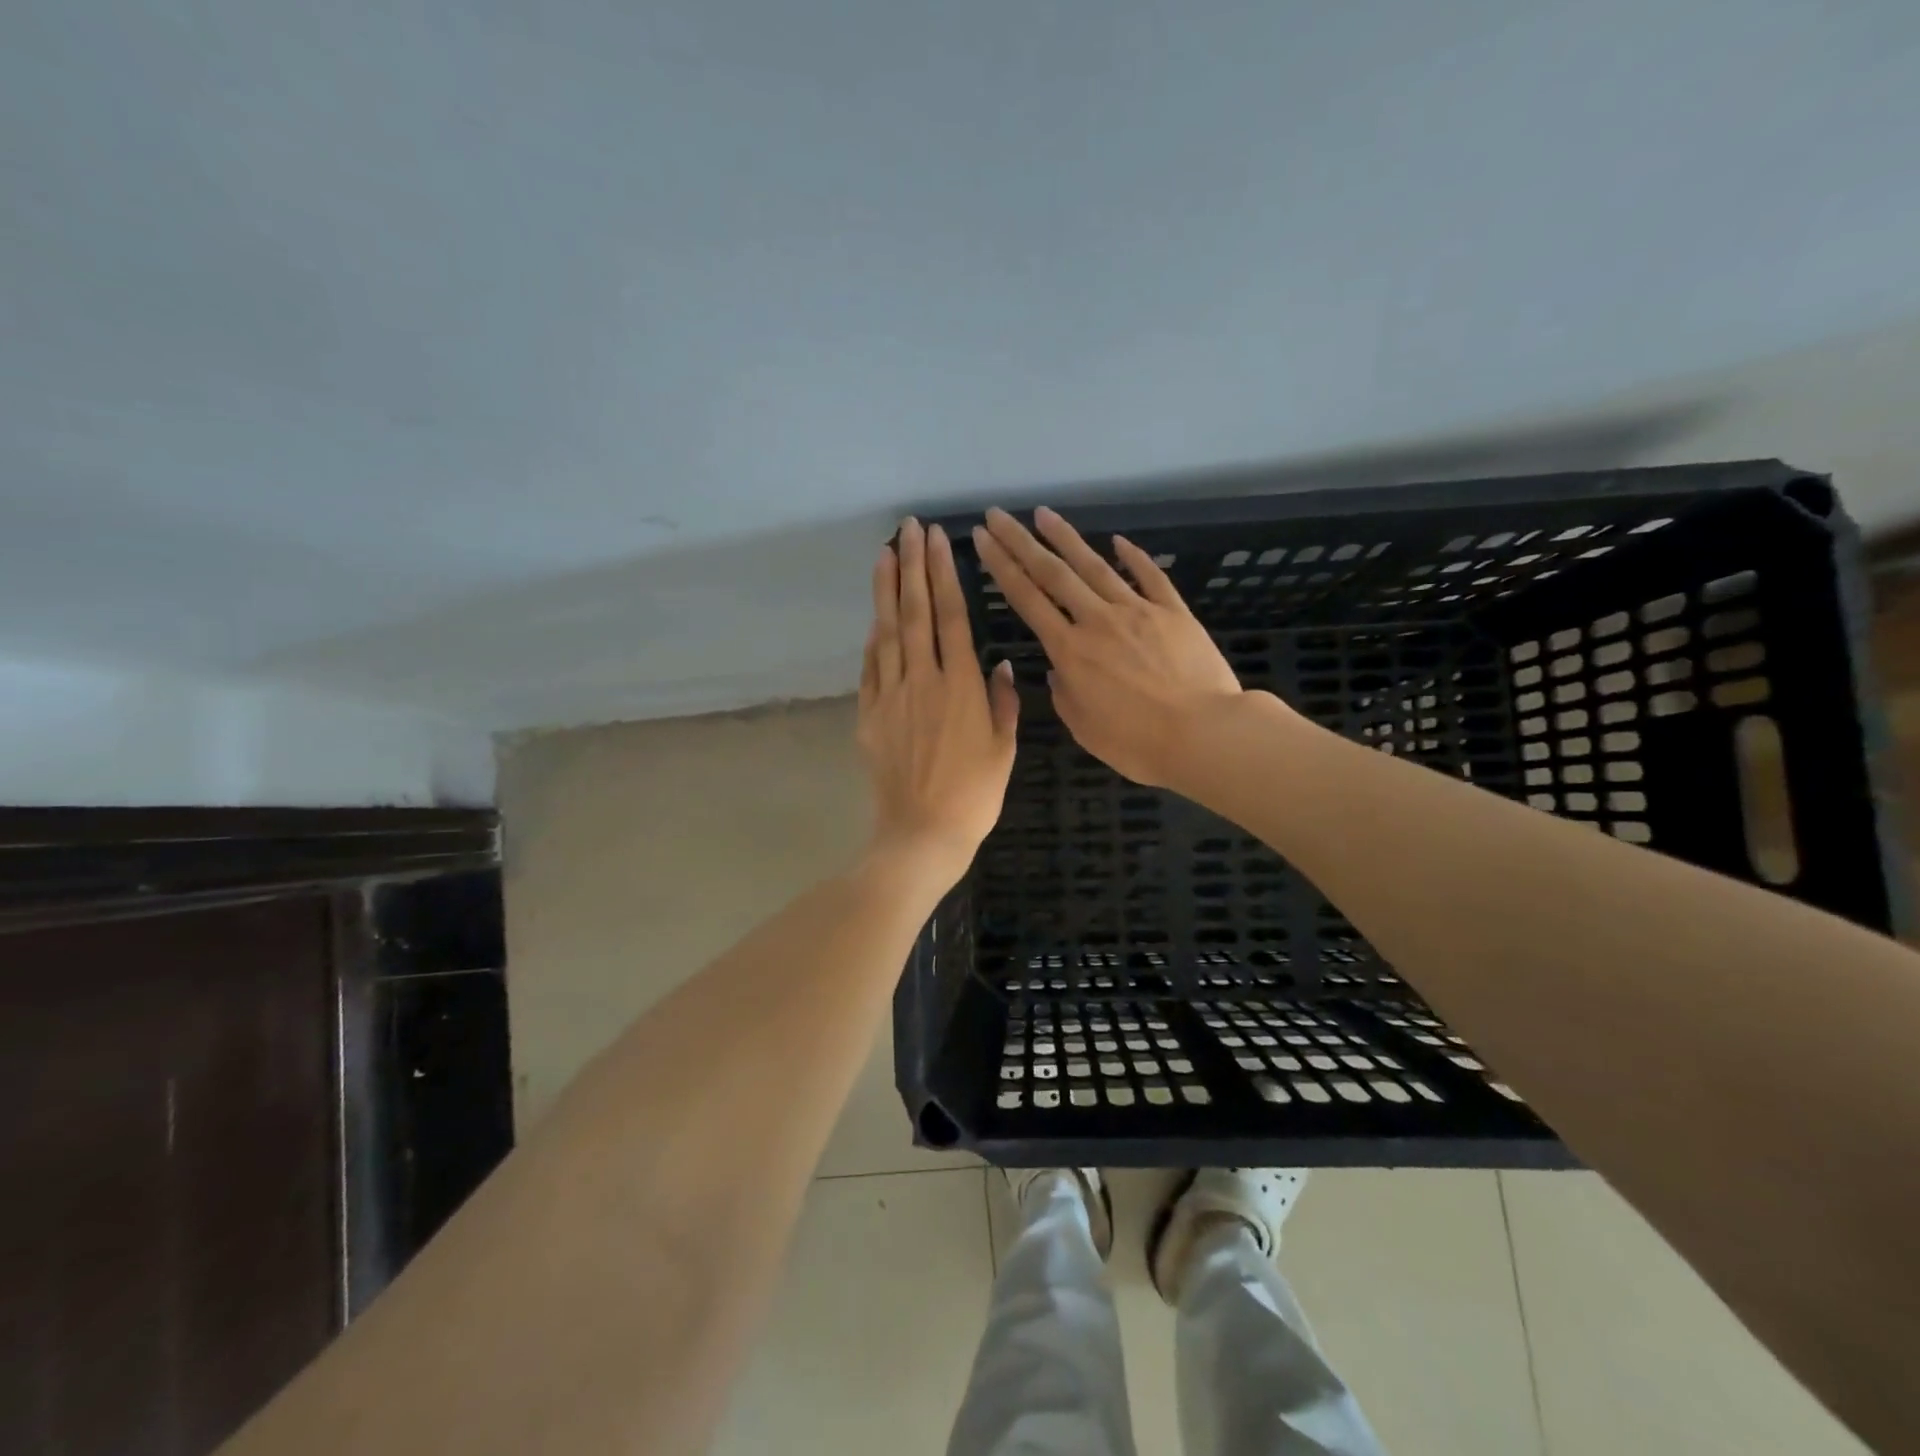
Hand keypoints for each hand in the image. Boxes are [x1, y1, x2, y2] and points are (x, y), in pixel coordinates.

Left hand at [857, 518, 1019, 878]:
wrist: (922, 834)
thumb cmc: (974, 796)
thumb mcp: (1004, 751)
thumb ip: (1004, 703)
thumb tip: (1002, 665)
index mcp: (961, 686)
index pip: (951, 616)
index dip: (943, 574)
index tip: (937, 540)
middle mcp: (923, 681)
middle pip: (915, 613)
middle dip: (912, 566)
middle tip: (908, 529)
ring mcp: (891, 696)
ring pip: (887, 633)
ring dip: (886, 591)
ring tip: (884, 555)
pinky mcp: (870, 716)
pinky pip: (870, 668)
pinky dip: (873, 639)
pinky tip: (875, 619)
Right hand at [972, 506, 1248, 787]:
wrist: (1204, 734)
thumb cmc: (1138, 743)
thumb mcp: (1084, 727)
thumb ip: (1065, 693)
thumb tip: (1059, 669)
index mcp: (1070, 650)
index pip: (1027, 599)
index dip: (1001, 567)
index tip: (982, 539)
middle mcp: (1097, 620)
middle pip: (1053, 572)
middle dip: (1020, 541)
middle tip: (998, 514)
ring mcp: (1138, 611)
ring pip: (1095, 566)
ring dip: (1066, 538)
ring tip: (1043, 514)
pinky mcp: (1174, 612)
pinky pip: (1150, 576)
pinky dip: (1133, 556)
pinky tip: (1117, 540)